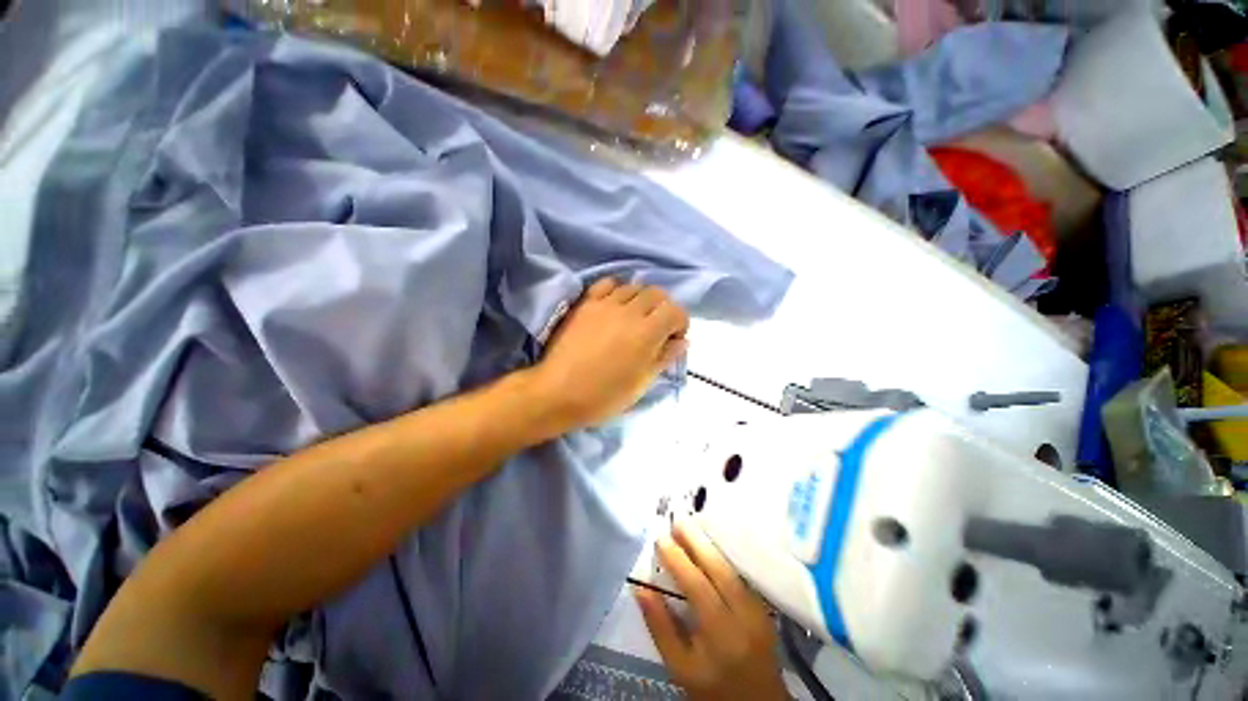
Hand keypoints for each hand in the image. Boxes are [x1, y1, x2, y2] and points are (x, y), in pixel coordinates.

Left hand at [531, 278, 688, 428]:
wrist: (559, 392)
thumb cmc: (605, 395)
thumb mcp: (642, 383)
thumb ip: (664, 357)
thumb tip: (682, 341)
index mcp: (647, 333)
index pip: (676, 310)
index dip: (681, 322)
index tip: (674, 338)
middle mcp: (629, 311)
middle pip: (657, 293)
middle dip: (664, 309)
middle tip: (657, 328)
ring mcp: (605, 304)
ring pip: (634, 287)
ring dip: (641, 300)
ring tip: (634, 318)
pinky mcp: (586, 303)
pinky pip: (607, 284)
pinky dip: (617, 290)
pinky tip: (614, 306)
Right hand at [637, 520, 788, 700]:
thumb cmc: (712, 689)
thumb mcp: (680, 667)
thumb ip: (660, 628)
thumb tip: (641, 588)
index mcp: (720, 636)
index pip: (698, 587)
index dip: (678, 560)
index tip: (661, 539)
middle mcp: (744, 618)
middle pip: (720, 570)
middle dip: (697, 542)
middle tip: (678, 521)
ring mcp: (759, 611)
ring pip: (733, 569)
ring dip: (711, 545)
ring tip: (691, 527)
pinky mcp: (765, 608)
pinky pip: (742, 574)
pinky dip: (724, 556)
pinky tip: (711, 545)